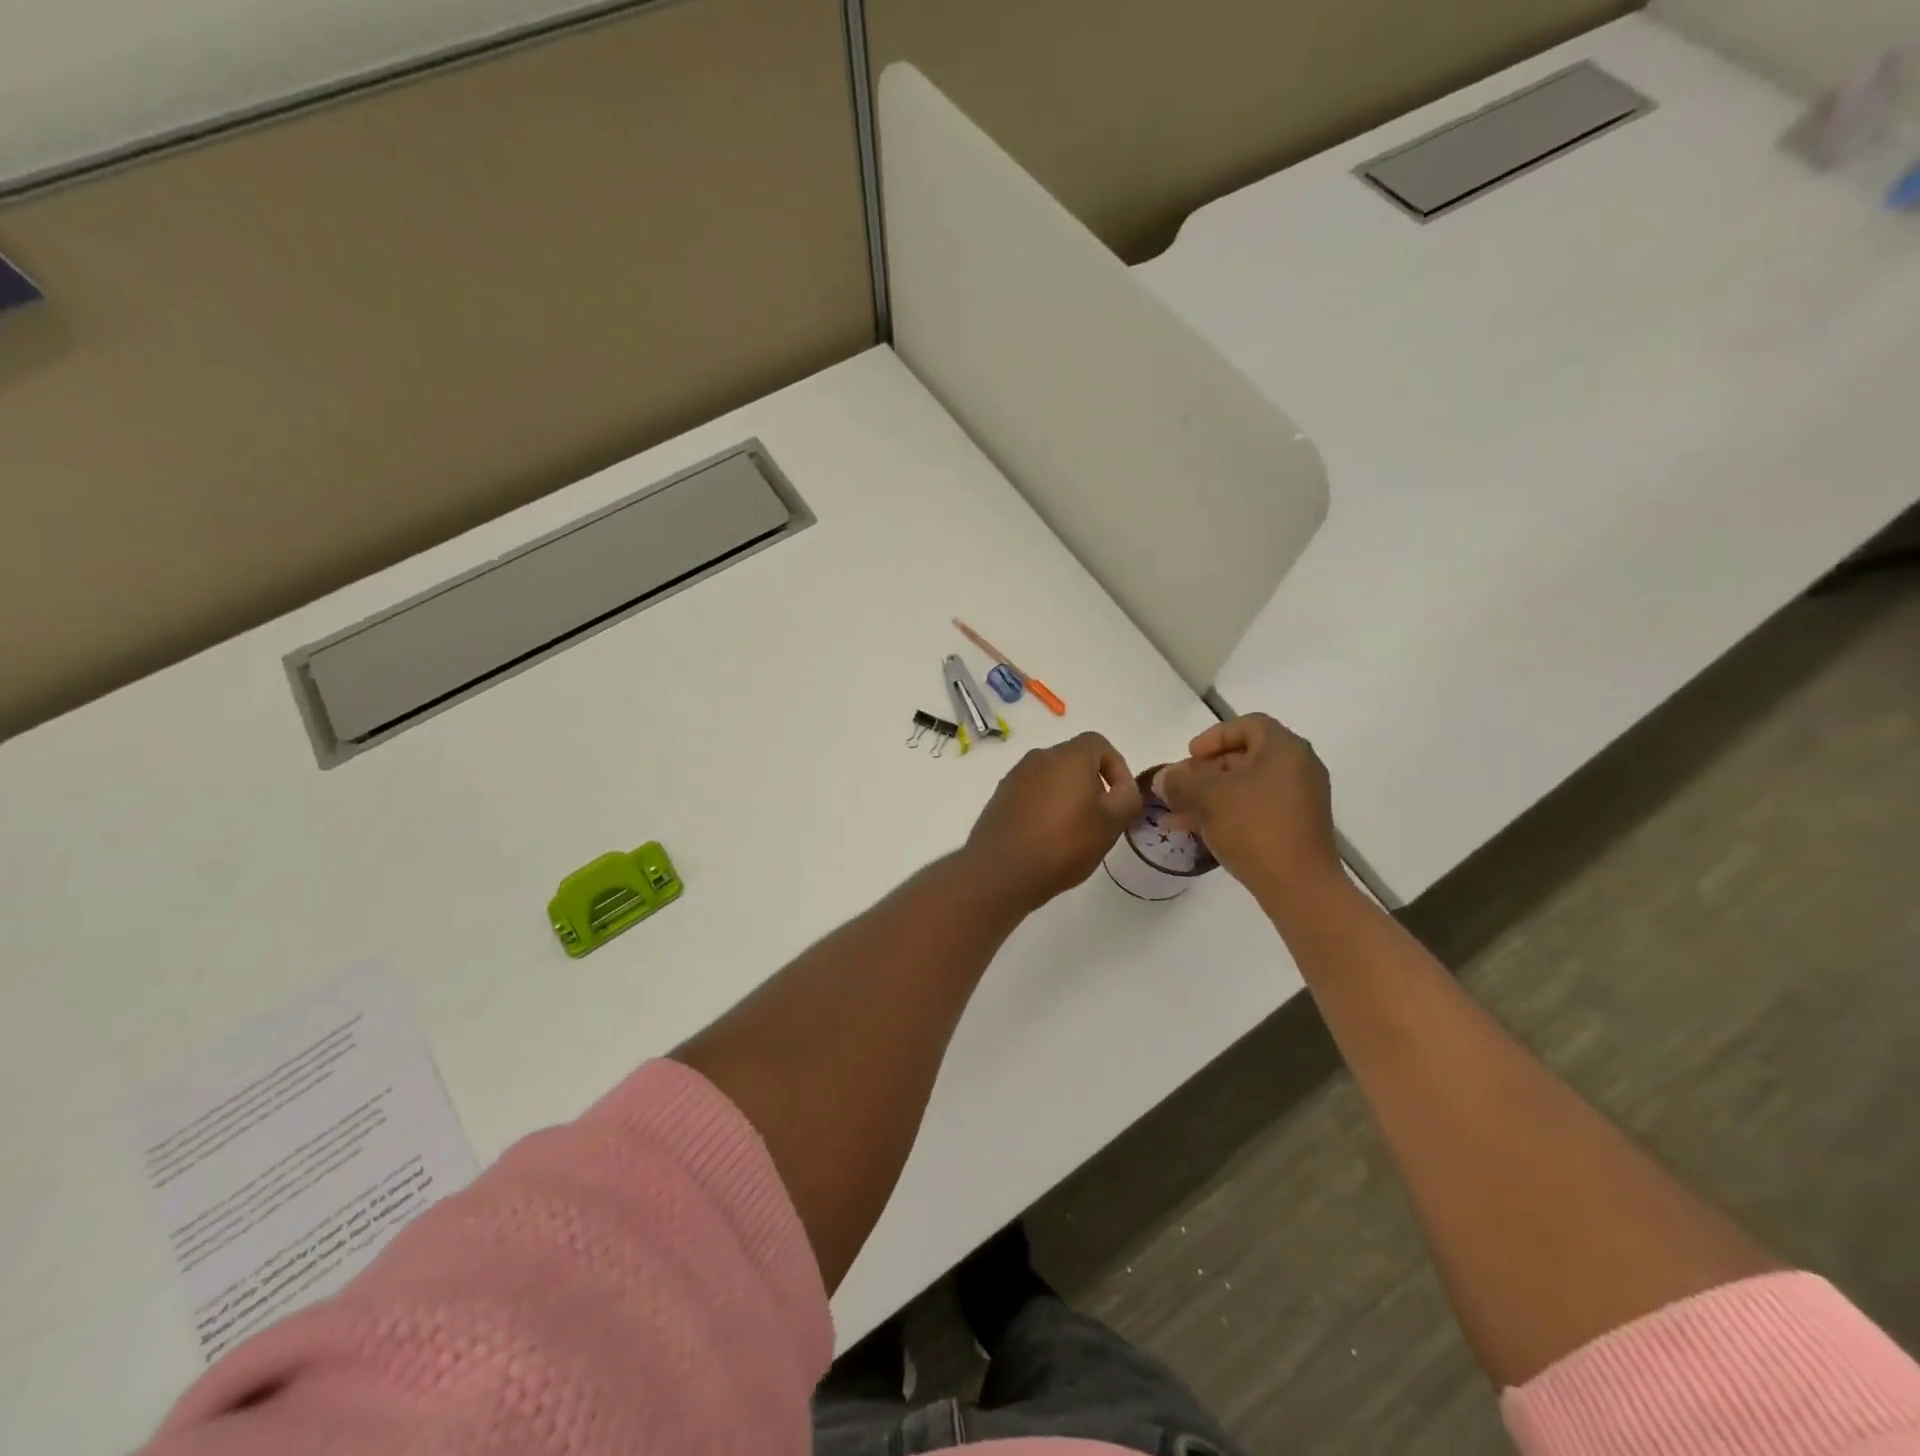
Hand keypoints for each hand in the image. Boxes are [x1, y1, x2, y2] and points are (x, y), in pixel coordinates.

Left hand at [964, 733, 1143, 914]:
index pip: (1099, 744)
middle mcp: (1039, 757)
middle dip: (1092, 784)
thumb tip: (1124, 787)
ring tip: (1073, 832)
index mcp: (1068, 756)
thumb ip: (1128, 797)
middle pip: (1074, 760)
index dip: (1117, 767)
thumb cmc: (1064, 843)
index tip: (1121, 798)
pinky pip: (1031, 794)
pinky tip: (1046, 838)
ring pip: (1051, 778)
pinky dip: (1044, 808)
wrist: (1002, 871)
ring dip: (1067, 797)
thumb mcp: (1111, 823)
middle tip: (1100, 818)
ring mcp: (1015, 776)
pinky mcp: (999, 797)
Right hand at [1155, 714, 1339, 907]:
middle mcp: (1297, 768)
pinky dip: (1225, 813)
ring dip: (1209, 795)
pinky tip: (1192, 830)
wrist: (1299, 886)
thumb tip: (1163, 777)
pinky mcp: (1294, 827)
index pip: (1248, 725)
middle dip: (1204, 771)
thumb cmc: (1254, 827)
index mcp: (1284, 750)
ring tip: (1176, 812)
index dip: (1213, 737)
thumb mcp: (1208, 797)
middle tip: (1178, 786)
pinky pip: (1254, 809)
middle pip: (1244, 757)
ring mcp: (1298, 800)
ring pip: (1245, 787)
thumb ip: (1180, 781)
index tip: (1189, 756)